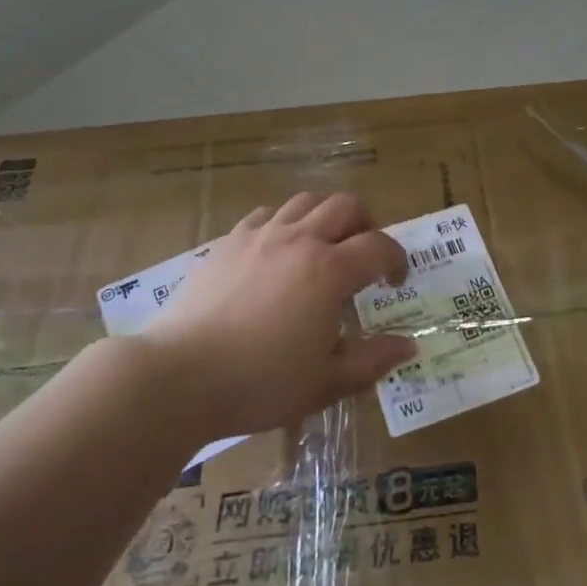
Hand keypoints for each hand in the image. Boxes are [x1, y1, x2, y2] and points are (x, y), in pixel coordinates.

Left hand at [143, 193, 415, 439]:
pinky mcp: (228, 241)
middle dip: (365, 224)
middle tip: (363, 255)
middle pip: (345, 205)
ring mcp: (260, 235)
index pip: (379, 246)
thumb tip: (406, 345)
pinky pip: (265, 214)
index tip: (395, 281)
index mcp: (329, 271)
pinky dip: (283, 224)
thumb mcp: (325, 383)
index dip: (396, 259)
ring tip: (322, 246)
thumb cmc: (260, 383)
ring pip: (304, 201)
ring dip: (324, 216)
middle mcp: (299, 240)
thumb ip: (371, 361)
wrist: (180, 376)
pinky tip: (276, 251)